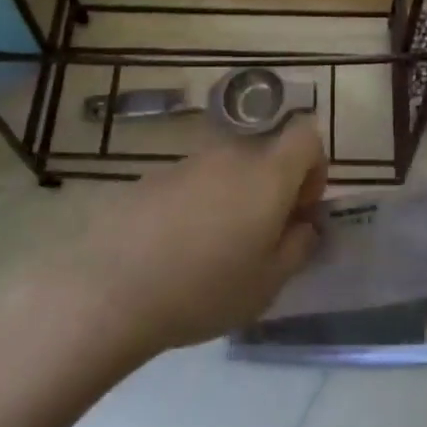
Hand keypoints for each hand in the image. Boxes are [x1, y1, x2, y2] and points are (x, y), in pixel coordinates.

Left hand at [39, 120, 326, 354]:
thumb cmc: (206, 289)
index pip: (307, 136)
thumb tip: (305, 225)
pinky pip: (193, 182)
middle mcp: (230, 155)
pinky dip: (198, 204)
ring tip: (215, 249)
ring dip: (234, 198)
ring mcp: (188, 163)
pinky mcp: (153, 177)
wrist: (112, 289)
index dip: (314, 168)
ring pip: (228, 170)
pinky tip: (177, 248)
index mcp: (267, 174)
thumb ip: (299, 246)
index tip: (299, 210)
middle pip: (266, 155)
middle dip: (273, 189)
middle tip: (260, 238)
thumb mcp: (269, 283)